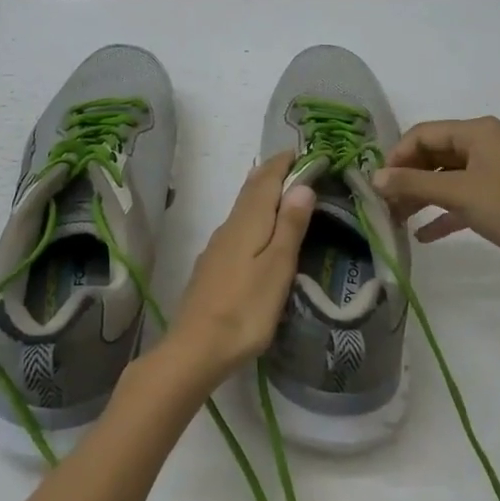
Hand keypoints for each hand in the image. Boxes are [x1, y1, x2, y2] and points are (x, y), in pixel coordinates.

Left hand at [161, 152, 314, 388]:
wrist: (195, 348)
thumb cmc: (245, 309)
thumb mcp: (277, 267)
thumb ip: (290, 225)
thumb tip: (302, 185)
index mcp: (248, 221)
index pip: (266, 179)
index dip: (284, 163)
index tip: (304, 152)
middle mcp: (229, 225)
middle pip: (251, 189)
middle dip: (272, 173)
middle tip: (295, 165)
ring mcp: (217, 246)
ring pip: (243, 207)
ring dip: (262, 193)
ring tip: (283, 192)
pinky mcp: (213, 266)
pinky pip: (237, 226)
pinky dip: (253, 215)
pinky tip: (258, 231)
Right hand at [372, 117, 499, 286]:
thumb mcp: (458, 194)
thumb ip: (412, 184)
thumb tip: (373, 178)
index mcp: (477, 131)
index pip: (424, 133)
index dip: (397, 155)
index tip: (378, 183)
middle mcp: (484, 144)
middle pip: (433, 154)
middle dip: (407, 177)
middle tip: (384, 203)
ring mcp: (493, 171)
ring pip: (446, 177)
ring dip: (421, 196)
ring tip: (397, 219)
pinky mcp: (499, 197)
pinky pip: (462, 198)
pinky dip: (442, 213)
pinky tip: (423, 235)